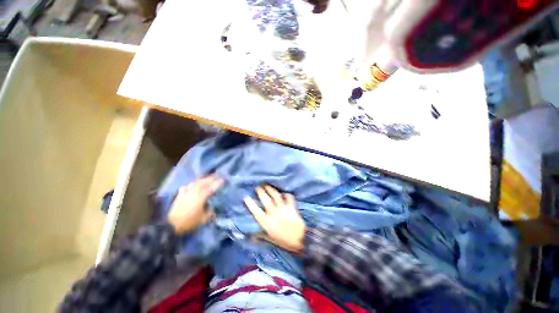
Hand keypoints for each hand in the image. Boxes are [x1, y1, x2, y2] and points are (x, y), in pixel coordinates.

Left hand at [167, 175, 222, 234]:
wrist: (172, 226)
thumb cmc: (189, 222)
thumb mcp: (203, 219)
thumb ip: (210, 212)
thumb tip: (213, 207)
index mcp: (201, 197)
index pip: (211, 188)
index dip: (218, 183)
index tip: (223, 180)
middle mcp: (194, 192)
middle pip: (203, 182)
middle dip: (211, 178)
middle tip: (217, 176)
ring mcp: (186, 192)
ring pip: (195, 182)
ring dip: (202, 180)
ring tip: (206, 179)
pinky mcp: (180, 195)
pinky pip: (187, 186)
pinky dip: (191, 185)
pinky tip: (192, 186)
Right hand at [244, 185, 305, 252]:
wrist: (300, 239)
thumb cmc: (284, 241)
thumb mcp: (270, 239)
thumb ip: (261, 236)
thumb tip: (251, 237)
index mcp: (267, 222)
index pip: (256, 211)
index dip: (250, 203)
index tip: (246, 197)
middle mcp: (273, 212)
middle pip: (265, 199)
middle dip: (260, 192)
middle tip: (258, 187)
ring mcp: (283, 208)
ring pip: (276, 195)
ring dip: (271, 189)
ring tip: (267, 186)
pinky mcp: (291, 206)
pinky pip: (288, 197)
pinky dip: (286, 194)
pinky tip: (284, 193)